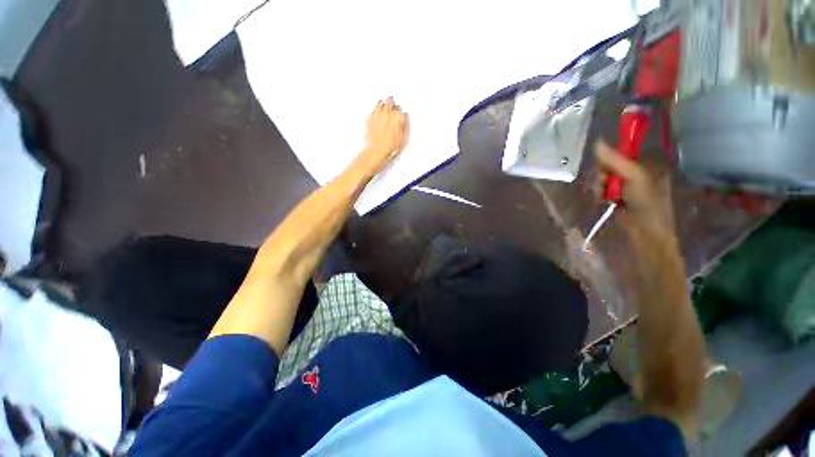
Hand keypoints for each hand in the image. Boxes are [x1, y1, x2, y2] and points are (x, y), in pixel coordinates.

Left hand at [361, 97, 408, 173]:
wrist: (377, 151)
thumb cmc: (389, 147)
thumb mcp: (404, 139)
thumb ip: (405, 126)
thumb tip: (405, 119)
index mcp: (398, 117)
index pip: (400, 109)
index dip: (400, 113)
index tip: (399, 116)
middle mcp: (387, 112)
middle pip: (390, 101)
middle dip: (391, 104)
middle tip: (392, 108)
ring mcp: (377, 114)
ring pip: (380, 103)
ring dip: (382, 106)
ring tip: (384, 111)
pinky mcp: (369, 117)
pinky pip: (373, 110)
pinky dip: (375, 112)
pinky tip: (377, 117)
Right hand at [594, 140, 674, 237]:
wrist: (646, 230)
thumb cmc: (646, 201)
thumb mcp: (633, 176)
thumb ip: (615, 160)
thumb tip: (597, 142)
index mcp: (646, 163)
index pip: (621, 152)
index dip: (609, 158)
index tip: (604, 167)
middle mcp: (635, 172)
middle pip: (609, 166)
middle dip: (603, 174)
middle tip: (605, 182)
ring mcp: (625, 185)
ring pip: (603, 178)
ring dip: (600, 186)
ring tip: (605, 195)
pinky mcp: (616, 197)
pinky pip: (601, 190)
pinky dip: (599, 194)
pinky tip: (603, 200)